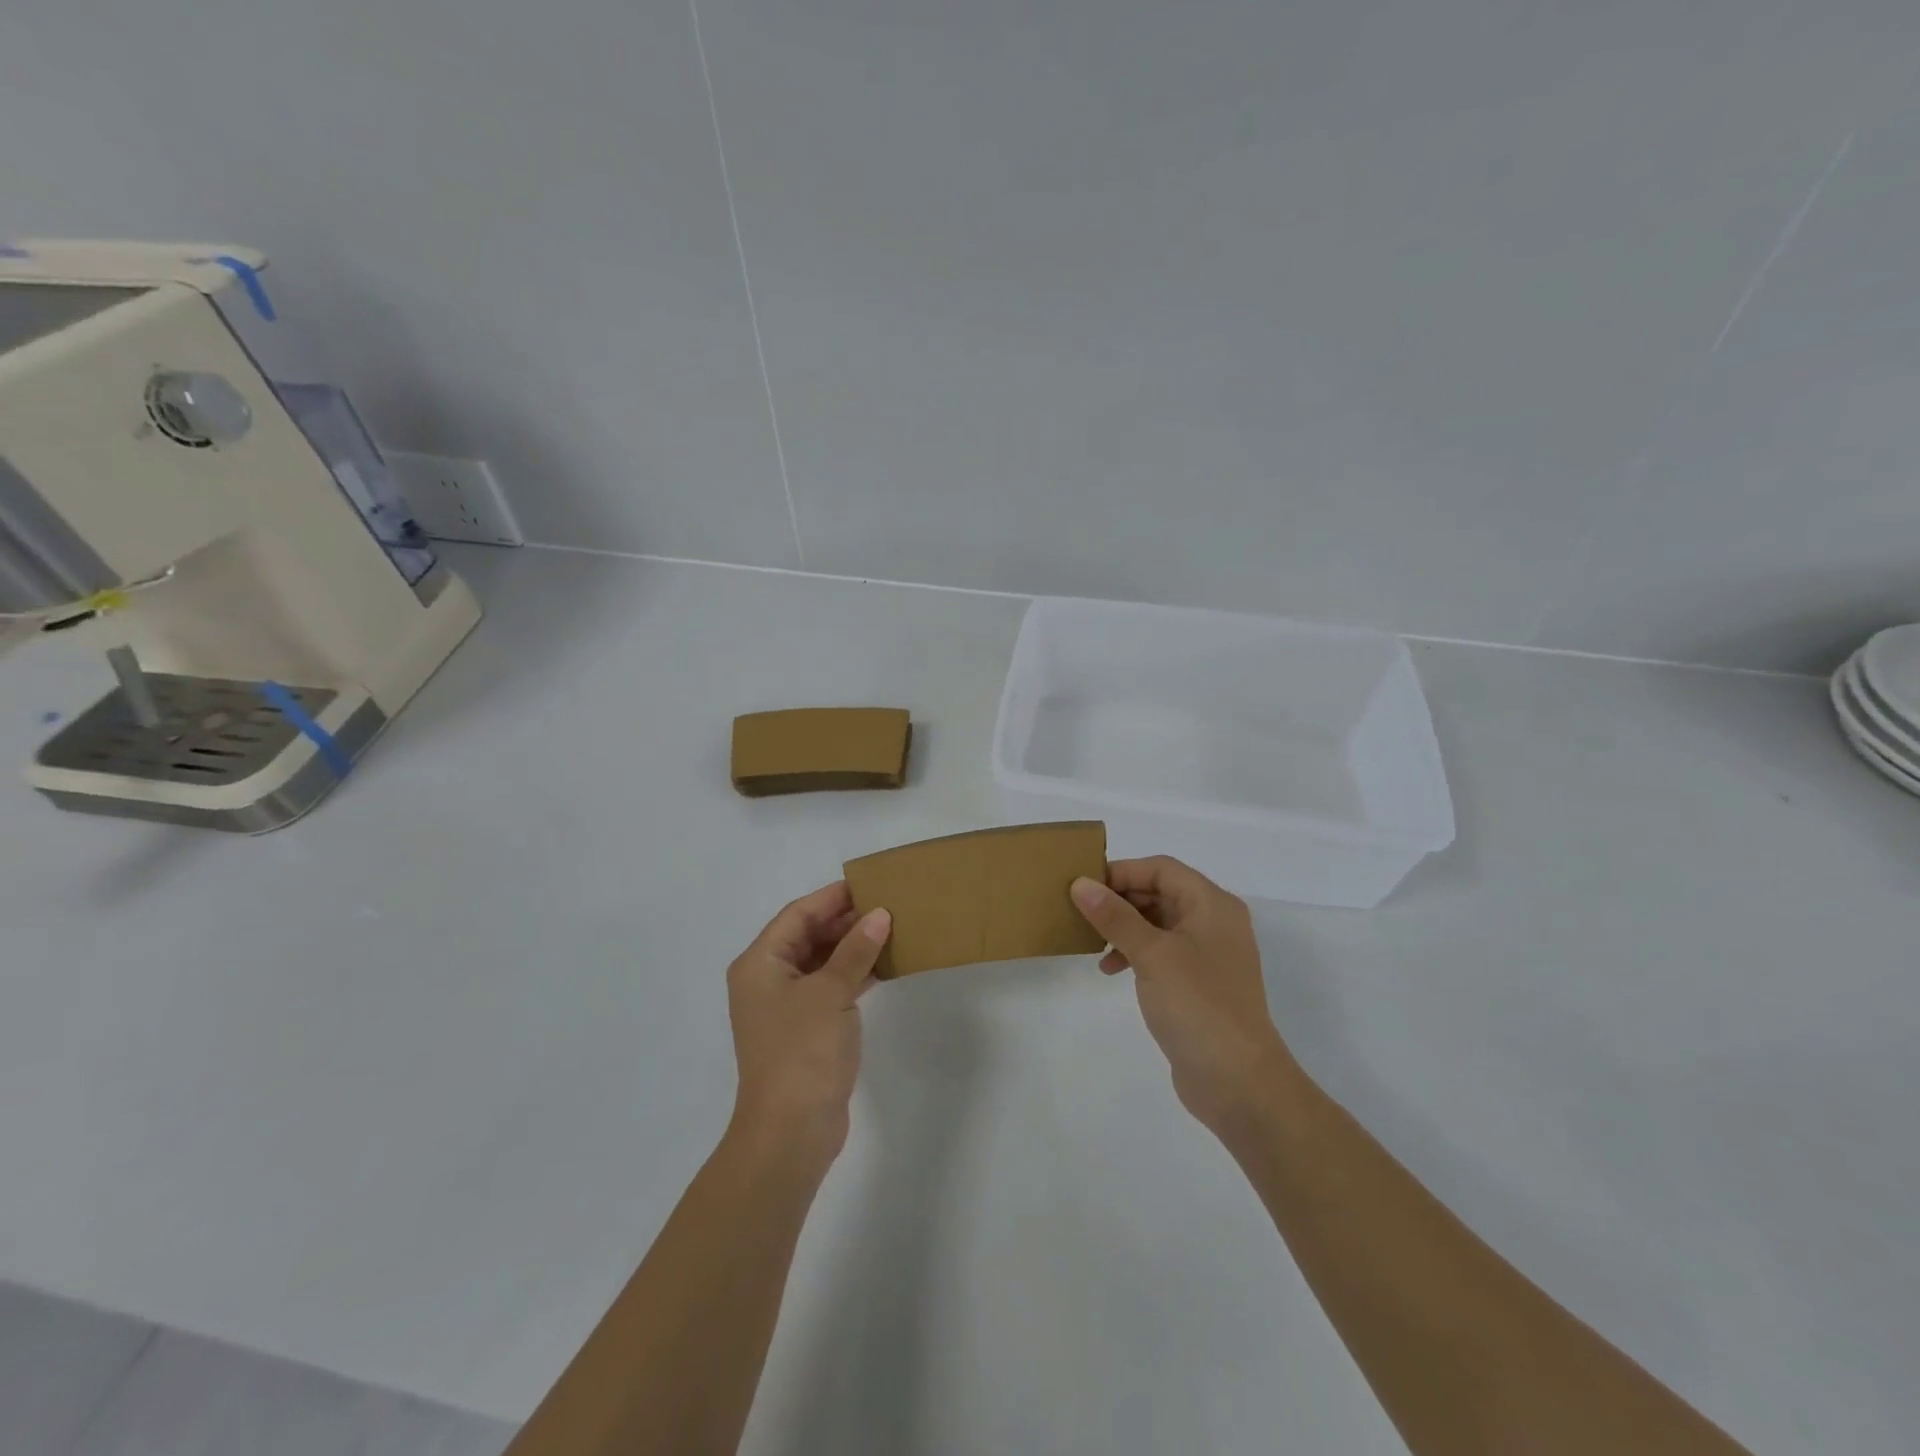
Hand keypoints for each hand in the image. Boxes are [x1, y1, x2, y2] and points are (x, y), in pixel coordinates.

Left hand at [726, 882, 890, 1164]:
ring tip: (891, 930)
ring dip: (852, 947)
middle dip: (845, 921)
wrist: (791, 1131)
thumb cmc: (803, 1051)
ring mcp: (785, 1007)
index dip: (832, 898)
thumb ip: (856, 950)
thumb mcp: (831, 992)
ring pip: (820, 962)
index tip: (869, 883)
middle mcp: (767, 980)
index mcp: (760, 963)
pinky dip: (852, 975)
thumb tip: (879, 914)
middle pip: (807, 936)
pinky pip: (829, 988)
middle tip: (887, 905)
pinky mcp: (805, 1030)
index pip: (798, 914)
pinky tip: (883, 966)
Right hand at [1071, 857, 1299, 1131]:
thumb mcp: (1152, 954)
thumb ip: (1115, 916)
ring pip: (1158, 922)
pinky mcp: (1199, 984)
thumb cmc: (1198, 1005)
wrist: (1238, 1082)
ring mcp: (1208, 954)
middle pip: (1160, 892)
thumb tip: (1081, 884)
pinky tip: (1111, 970)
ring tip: (1092, 943)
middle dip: (1120, 899)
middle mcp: (1214, 922)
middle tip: (1081, 912)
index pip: (1162, 868)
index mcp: (1212, 904)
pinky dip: (1135, 953)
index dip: (1122, 871)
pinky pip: (1161, 952)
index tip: (1084, 886)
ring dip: (1124, 927)